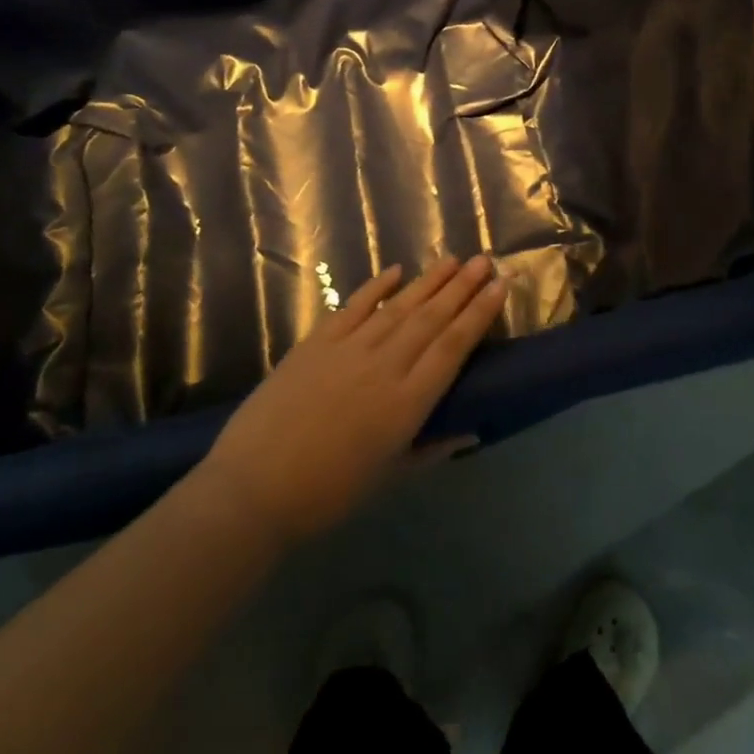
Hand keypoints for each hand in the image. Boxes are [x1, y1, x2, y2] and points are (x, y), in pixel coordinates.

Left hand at [195, 256, 505, 547]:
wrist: (253, 490)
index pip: (453, 347)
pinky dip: (376, 287)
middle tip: (485, 260)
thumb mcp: (388, 477)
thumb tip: (471, 431)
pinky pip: (353, 307)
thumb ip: (431, 448)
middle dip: (462, 287)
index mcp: (406, 403)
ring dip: (429, 281)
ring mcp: (348, 350)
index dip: (479, 314)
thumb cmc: (327, 494)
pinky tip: (396, 271)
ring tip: (453, 259)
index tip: (500, 286)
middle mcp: (384, 366)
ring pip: (399, 307)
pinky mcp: (316, 343)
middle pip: (431, 318)